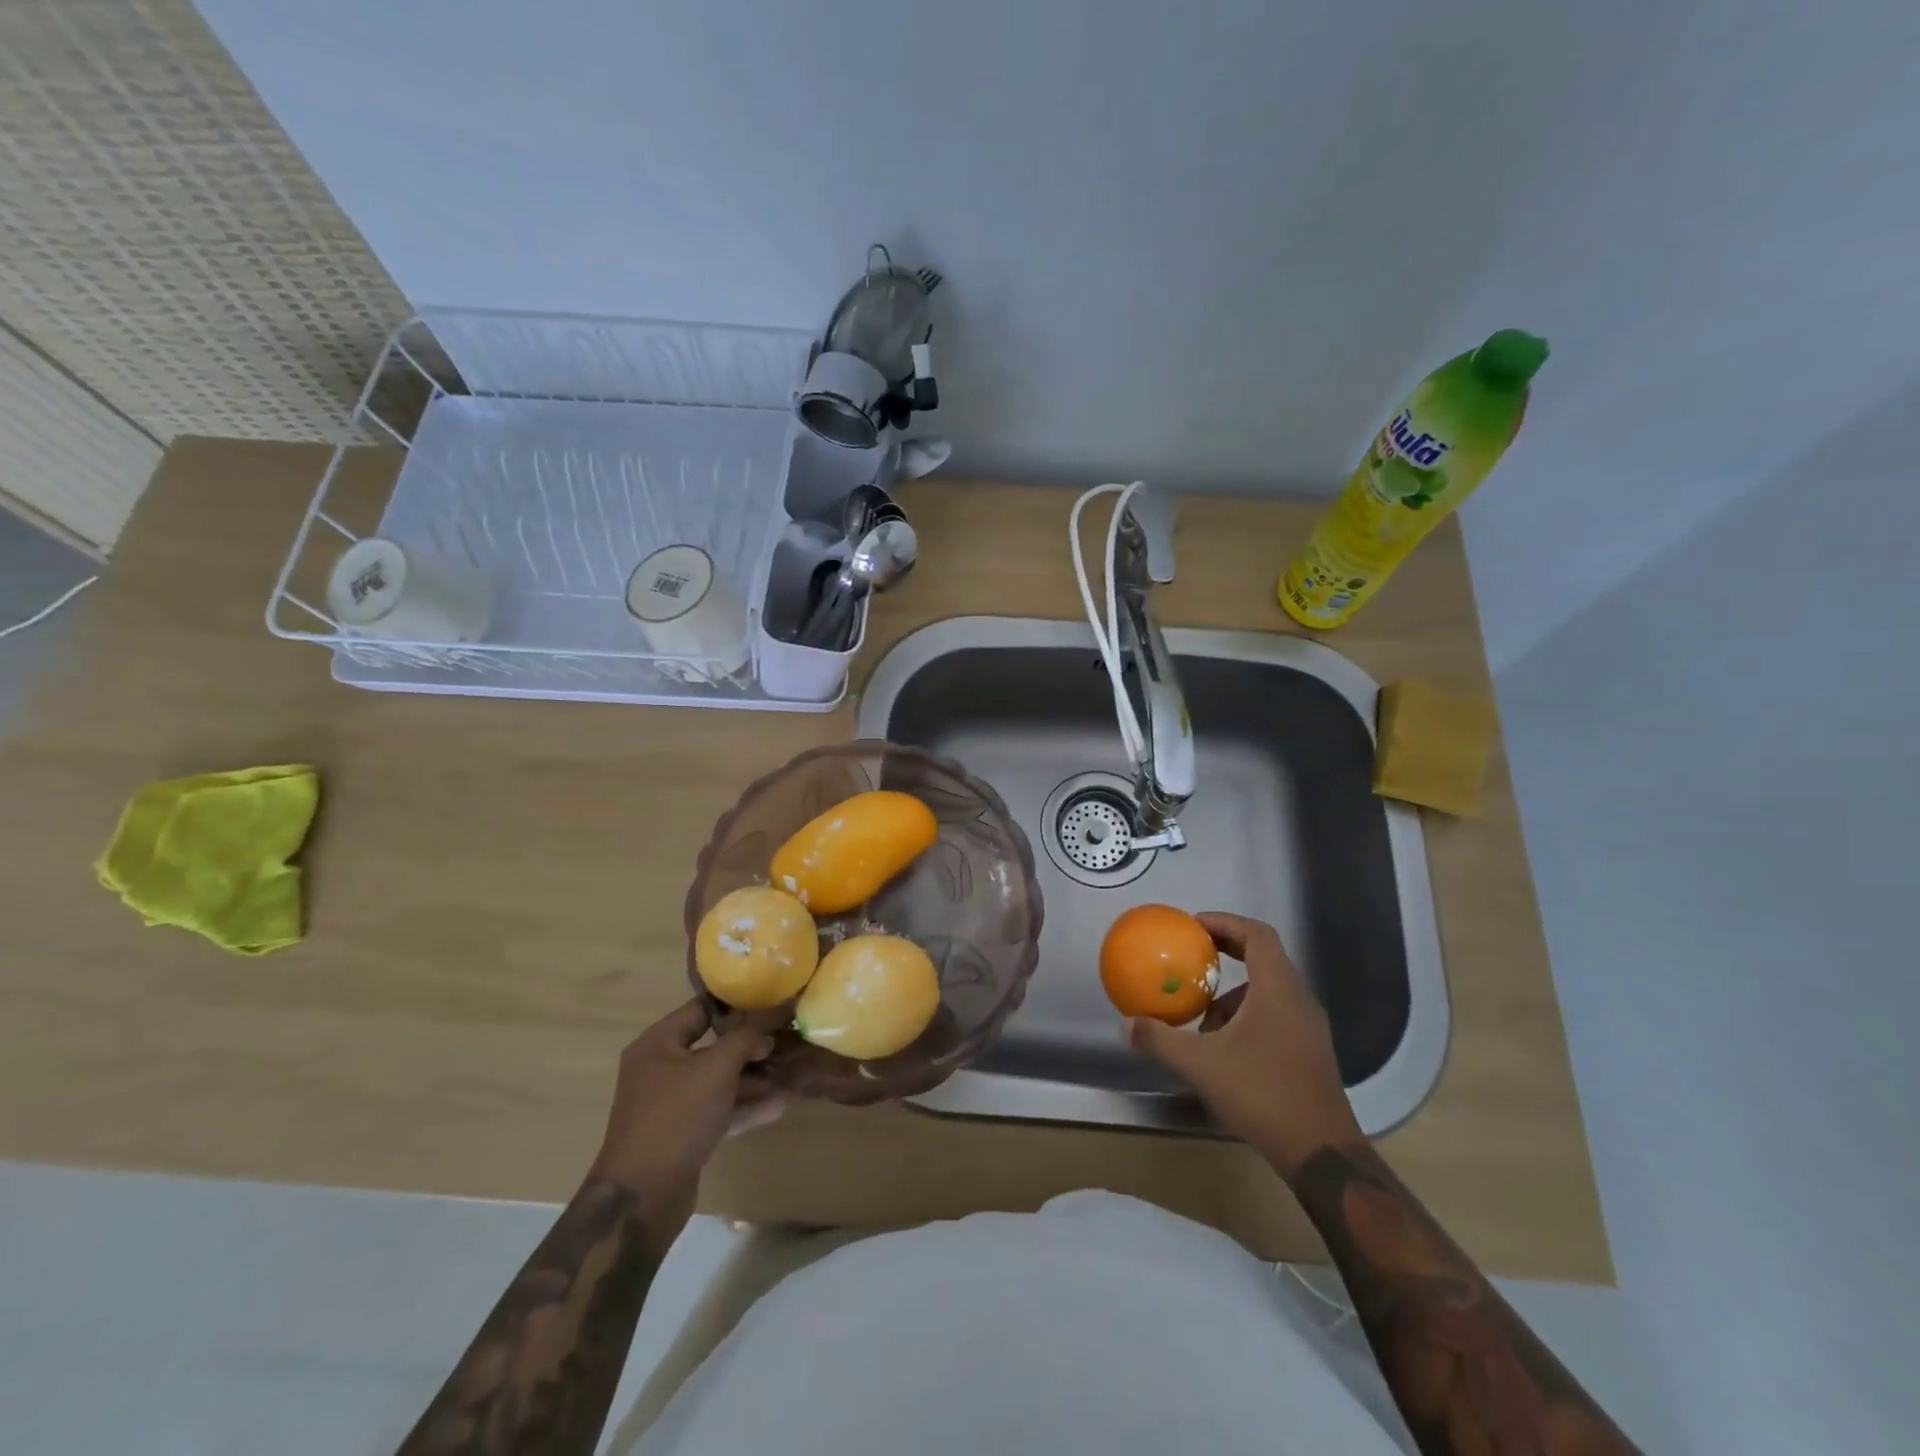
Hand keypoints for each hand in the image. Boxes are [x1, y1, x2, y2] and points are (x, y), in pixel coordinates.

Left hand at [587, 1000, 785, 1234]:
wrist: (642, 1195)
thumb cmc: (677, 1116)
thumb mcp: (716, 1068)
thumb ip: (744, 1041)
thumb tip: (764, 1036)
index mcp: (659, 1043)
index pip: (701, 1009)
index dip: (736, 1005)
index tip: (770, 1003)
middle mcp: (660, 1069)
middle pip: (712, 1047)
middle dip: (750, 1047)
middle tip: (786, 1041)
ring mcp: (670, 1104)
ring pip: (717, 1081)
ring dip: (752, 1079)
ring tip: (789, 1075)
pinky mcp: (681, 1134)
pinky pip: (716, 1110)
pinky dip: (743, 1107)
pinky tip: (777, 1106)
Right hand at [1127, 912, 1362, 1174]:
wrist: (1321, 1152)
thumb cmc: (1262, 1094)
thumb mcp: (1201, 1064)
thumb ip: (1160, 1040)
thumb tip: (1126, 1024)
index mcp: (1278, 989)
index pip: (1258, 934)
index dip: (1225, 922)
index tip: (1194, 926)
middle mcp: (1299, 1000)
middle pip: (1264, 957)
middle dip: (1226, 952)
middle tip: (1192, 957)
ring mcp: (1308, 1028)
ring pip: (1269, 990)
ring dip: (1233, 994)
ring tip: (1202, 1017)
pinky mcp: (1310, 1052)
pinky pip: (1275, 1014)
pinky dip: (1247, 1016)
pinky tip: (1225, 1048)